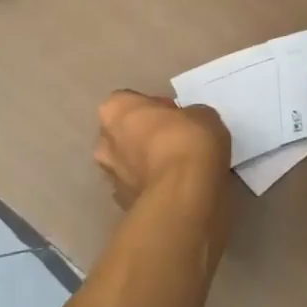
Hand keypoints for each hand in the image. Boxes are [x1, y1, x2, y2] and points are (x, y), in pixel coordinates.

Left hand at [93, 91, 230, 208]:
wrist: (184, 196)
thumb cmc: (187, 141)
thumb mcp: (201, 114)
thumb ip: (188, 116)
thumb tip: (189, 125)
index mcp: (115, 109)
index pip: (131, 102)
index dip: (155, 108)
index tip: (176, 118)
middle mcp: (105, 141)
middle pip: (123, 134)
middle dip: (144, 137)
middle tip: (175, 142)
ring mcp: (111, 176)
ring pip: (127, 165)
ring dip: (145, 165)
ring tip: (177, 170)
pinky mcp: (122, 205)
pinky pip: (138, 189)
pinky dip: (152, 189)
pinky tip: (175, 190)